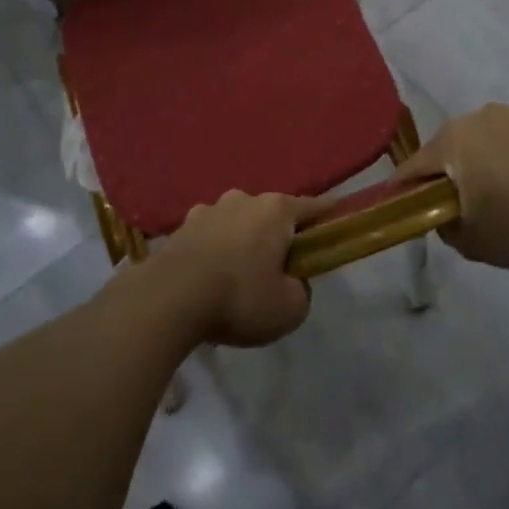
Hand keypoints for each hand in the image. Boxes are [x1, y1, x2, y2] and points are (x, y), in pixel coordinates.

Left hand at [152, 191, 318, 347]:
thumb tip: (291, 282)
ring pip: (237, 223)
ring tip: (239, 274)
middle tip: (281, 266)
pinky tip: (210, 278)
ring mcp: (208, 210)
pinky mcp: (181, 227)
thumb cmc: (240, 297)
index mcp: (276, 210)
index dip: (328, 215)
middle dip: (278, 234)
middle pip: (271, 214)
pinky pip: (209, 237)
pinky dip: (214, 251)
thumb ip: (300, 291)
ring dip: (242, 241)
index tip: (338, 218)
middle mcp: (243, 199)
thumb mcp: (289, 309)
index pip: (313, 207)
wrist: (170, 298)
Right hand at [396, 104, 508, 268]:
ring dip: (492, 153)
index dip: (406, 185)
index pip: (416, 164)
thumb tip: (443, 216)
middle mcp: (480, 115)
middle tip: (464, 196)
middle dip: (454, 167)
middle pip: (455, 144)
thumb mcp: (471, 241)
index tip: (402, 200)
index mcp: (453, 140)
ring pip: (493, 133)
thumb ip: (445, 227)